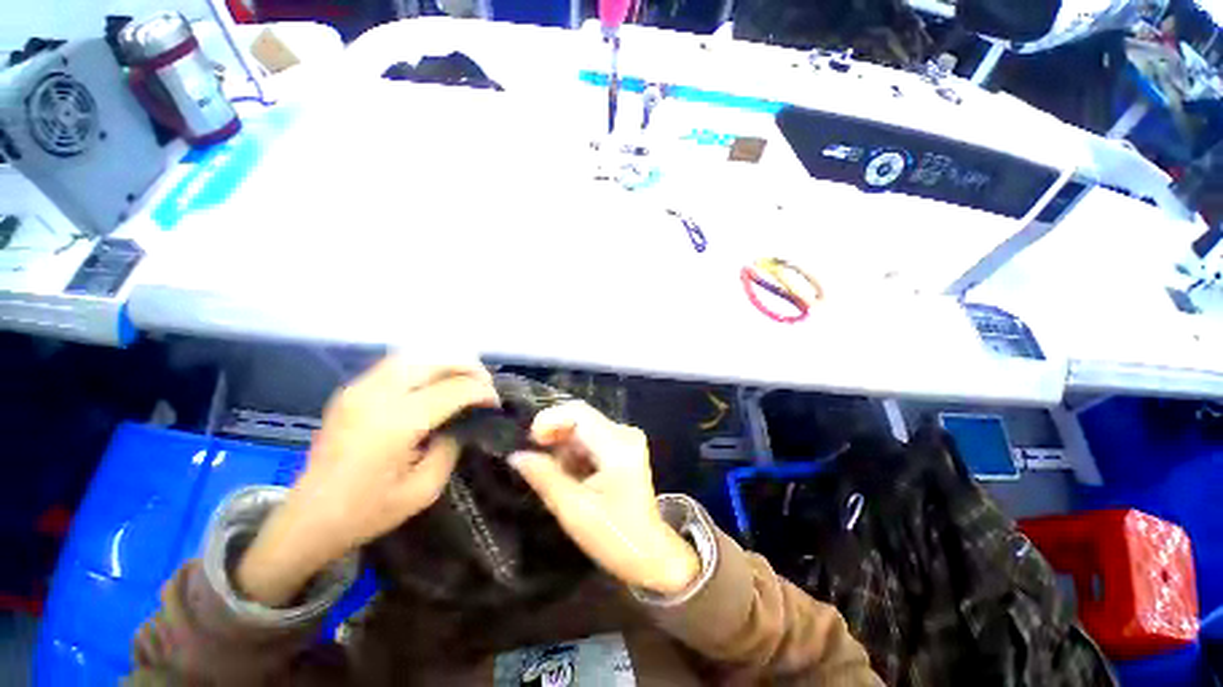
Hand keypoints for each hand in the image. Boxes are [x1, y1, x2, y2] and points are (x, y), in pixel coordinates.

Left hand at [237, 357, 497, 605]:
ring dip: (446, 362)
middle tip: (484, 385)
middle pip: (435, 360)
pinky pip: (396, 363)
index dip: (482, 392)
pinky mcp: (351, 389)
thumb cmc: (368, 511)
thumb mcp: (425, 489)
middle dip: (469, 368)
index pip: (454, 389)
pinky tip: (434, 381)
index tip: (495, 404)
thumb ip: (452, 447)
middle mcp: (377, 395)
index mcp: (397, 423)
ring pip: (415, 355)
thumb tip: (462, 421)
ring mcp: (359, 388)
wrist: (307, 519)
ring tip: (463, 378)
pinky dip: (424, 365)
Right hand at [509, 403, 699, 595]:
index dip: (549, 420)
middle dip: (554, 436)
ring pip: (584, 429)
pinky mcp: (623, 449)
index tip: (530, 442)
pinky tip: (570, 476)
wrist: (650, 554)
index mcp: (617, 445)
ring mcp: (626, 439)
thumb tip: (516, 455)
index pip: (578, 412)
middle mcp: (624, 433)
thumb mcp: (573, 509)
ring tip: (553, 474)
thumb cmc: (613, 536)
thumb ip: (544, 477)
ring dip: (563, 447)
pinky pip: (591, 439)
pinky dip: (575, 453)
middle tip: (535, 460)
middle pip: (581, 418)